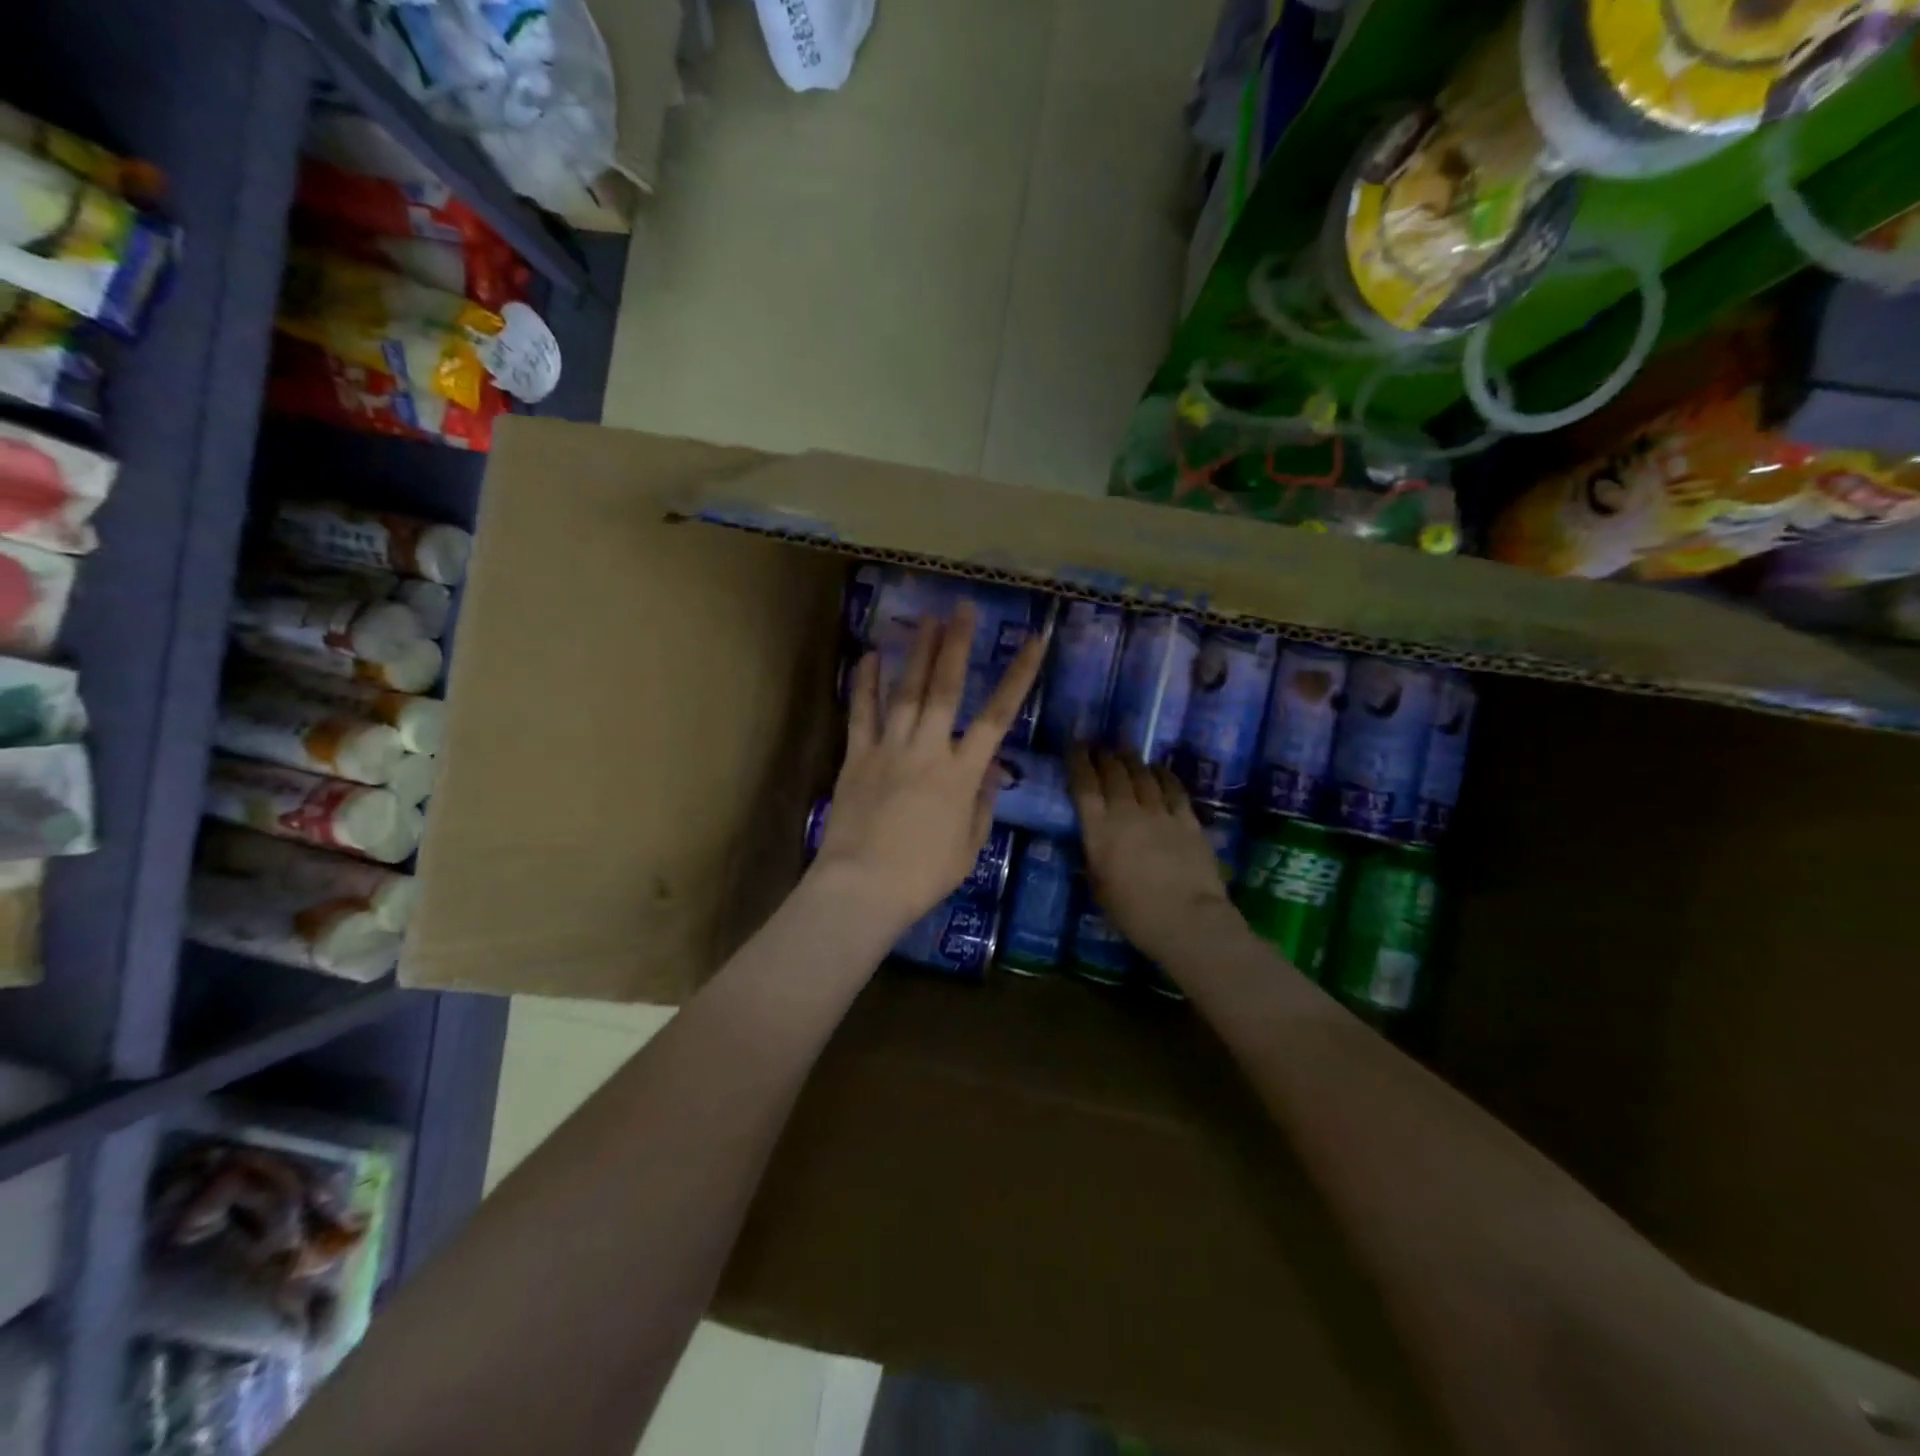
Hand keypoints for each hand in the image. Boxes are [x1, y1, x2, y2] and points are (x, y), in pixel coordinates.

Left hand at [809, 603, 1045, 940]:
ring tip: (927, 619)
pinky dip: (866, 684)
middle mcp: (928, 750)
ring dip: (917, 653)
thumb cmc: (923, 875)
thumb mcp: (968, 847)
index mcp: (962, 773)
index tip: (1034, 641)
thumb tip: (991, 769)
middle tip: (963, 608)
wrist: (862, 887)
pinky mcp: (857, 757)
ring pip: (906, 692)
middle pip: (945, 688)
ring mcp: (889, 749)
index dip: (1018, 675)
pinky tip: (870, 655)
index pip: (997, 715)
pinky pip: (861, 714)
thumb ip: (981, 803)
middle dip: (957, 645)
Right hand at [1067, 748, 1235, 967]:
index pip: (1084, 784)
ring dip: (1131, 760)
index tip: (1074, 744)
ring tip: (1125, 751)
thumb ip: (1093, 856)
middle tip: (1099, 746)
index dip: (1078, 760)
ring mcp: (1161, 812)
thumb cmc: (1133, 912)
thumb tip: (1091, 840)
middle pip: (1114, 772)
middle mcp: (1127, 811)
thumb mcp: (1098, 886)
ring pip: (1143, 775)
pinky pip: (1173, 788)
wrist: (1187, 920)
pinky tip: (1158, 769)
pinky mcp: (1188, 820)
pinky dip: (1163, 775)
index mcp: (1100, 829)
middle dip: (1104, 755)